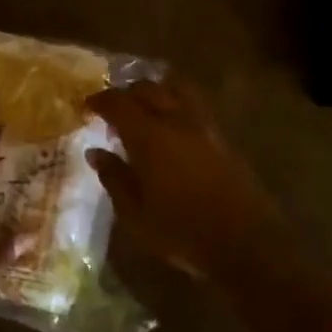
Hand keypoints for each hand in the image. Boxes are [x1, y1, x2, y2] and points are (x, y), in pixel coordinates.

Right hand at [86, 76, 288, 284]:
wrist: (245, 243)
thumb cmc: (181, 232)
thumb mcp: (135, 214)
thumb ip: (114, 178)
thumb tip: (96, 152)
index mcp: (150, 137)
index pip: (118, 103)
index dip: (99, 101)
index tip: (86, 108)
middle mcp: (177, 121)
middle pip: (148, 89)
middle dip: (126, 93)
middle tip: (112, 110)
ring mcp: (204, 127)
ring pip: (176, 90)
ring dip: (155, 92)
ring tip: (144, 109)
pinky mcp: (222, 138)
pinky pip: (194, 106)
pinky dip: (176, 104)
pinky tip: (171, 127)